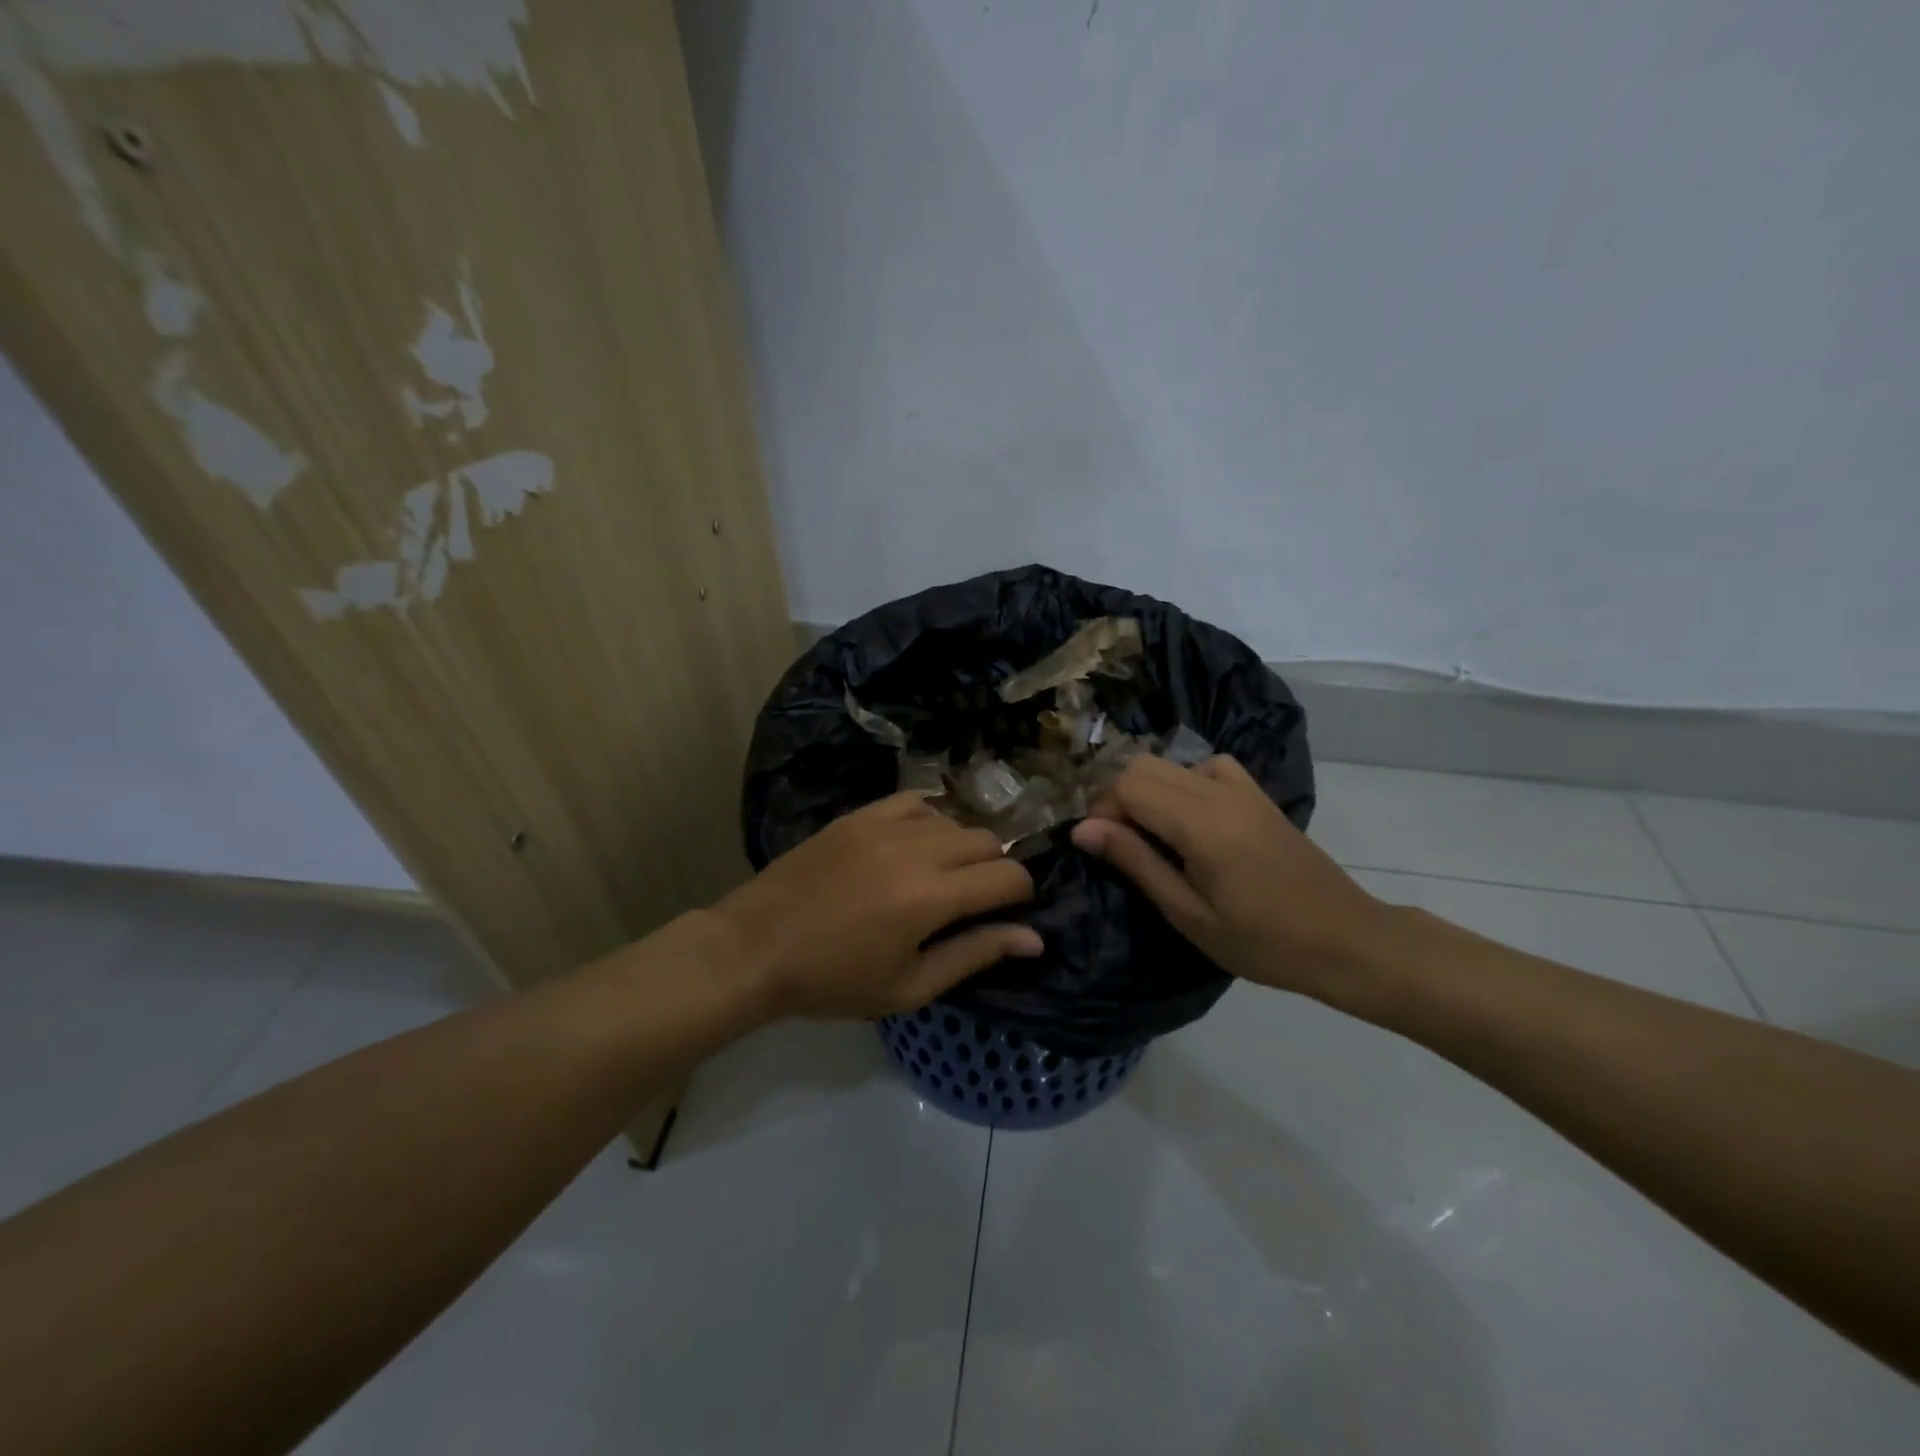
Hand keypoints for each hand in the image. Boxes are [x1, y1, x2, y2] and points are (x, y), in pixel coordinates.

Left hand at [713, 793, 1041, 1020]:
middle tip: (970, 901)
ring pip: (954, 819)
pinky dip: (928, 821)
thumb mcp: (908, 986)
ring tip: (937, 877)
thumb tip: (1034, 939)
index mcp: (930, 898)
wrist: (754, 948)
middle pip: (989, 840)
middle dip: (994, 869)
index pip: (1009, 876)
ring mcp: (883, 824)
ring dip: (960, 847)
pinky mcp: (858, 814)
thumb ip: (974, 954)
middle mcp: (915, 849)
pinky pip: (915, 802)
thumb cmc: (832, 981)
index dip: (1021, 896)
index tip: (1007, 914)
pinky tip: (912, 847)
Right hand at [1069, 755, 1392, 997]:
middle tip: (1117, 842)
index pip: (1128, 785)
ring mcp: (1243, 788)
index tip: (1097, 845)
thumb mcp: (1189, 913)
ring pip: (1172, 763)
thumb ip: (1136, 862)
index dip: (1101, 809)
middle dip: (1117, 796)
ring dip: (1147, 789)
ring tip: (1148, 833)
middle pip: (1144, 765)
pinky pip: (1208, 767)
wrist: (1345, 940)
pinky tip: (1189, 816)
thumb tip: (1083, 829)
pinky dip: (1183, 781)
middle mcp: (1219, 791)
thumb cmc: (1262, 941)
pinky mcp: (1258, 795)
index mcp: (1201, 822)